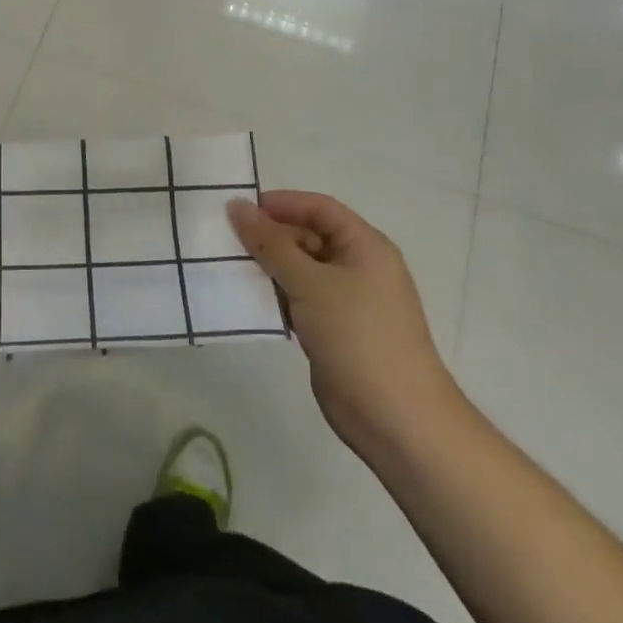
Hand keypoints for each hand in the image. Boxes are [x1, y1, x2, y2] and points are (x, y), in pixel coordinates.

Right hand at [228, 191, 459, 458]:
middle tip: (226, 241)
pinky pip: (300, 299)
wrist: (396, 419)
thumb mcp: (309, 282)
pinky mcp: (335, 330)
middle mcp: (358, 267)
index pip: (319, 208)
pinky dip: (276, 296)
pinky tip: (247, 300)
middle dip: (269, 237)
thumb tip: (237, 207)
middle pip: (308, 236)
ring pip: (301, 270)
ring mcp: (347, 301)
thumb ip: (270, 243)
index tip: (240, 209)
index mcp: (365, 246)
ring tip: (228, 267)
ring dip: (269, 268)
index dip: (281, 203)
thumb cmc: (357, 336)